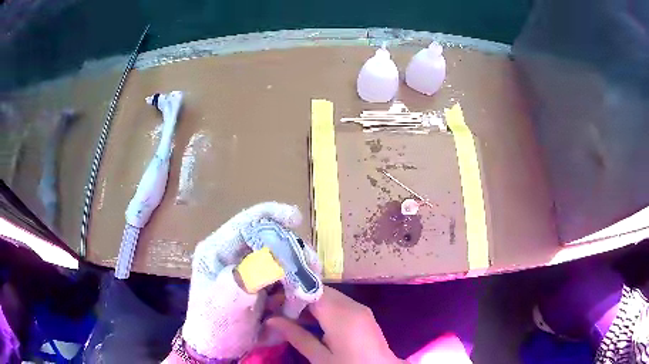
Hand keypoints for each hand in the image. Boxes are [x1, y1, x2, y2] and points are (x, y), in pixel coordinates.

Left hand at [182, 202, 301, 359]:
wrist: (218, 347)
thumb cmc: (215, 325)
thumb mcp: (225, 303)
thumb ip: (246, 279)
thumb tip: (274, 259)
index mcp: (218, 250)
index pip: (246, 222)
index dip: (271, 214)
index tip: (296, 218)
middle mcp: (234, 254)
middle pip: (270, 239)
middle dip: (293, 253)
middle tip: (311, 272)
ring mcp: (249, 268)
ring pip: (282, 257)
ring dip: (298, 273)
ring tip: (304, 296)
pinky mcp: (260, 282)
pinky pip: (285, 276)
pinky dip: (296, 286)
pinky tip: (297, 303)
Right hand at [267, 286, 403, 363]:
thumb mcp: (320, 358)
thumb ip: (296, 336)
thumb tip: (272, 320)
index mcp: (341, 314)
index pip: (311, 291)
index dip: (290, 293)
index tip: (272, 301)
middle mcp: (352, 305)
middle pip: (320, 292)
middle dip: (298, 298)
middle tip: (277, 309)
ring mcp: (360, 309)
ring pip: (329, 297)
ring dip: (310, 303)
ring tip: (289, 316)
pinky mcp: (363, 315)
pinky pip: (339, 304)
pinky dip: (323, 308)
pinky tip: (310, 321)